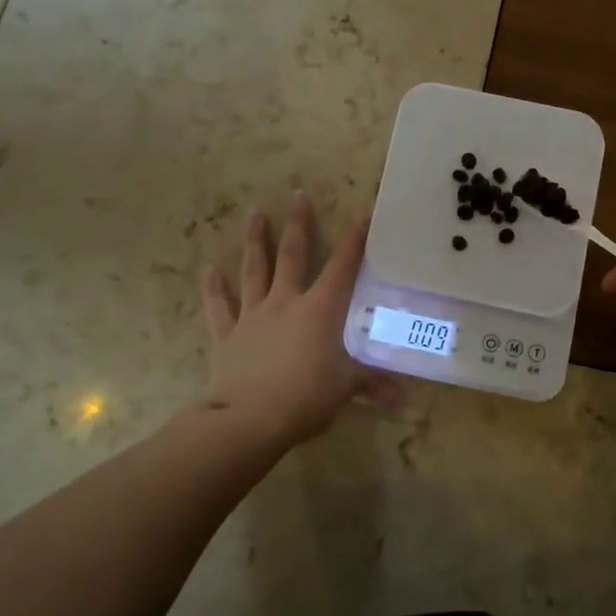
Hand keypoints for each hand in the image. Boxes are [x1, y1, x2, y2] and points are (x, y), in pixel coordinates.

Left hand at [200, 193, 391, 445]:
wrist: (248, 420)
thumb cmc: (305, 398)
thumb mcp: (346, 389)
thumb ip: (374, 384)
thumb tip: (407, 396)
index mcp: (319, 311)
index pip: (342, 269)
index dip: (354, 243)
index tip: (362, 217)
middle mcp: (286, 303)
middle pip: (293, 256)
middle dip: (298, 224)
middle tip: (297, 195)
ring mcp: (253, 316)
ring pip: (254, 270)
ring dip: (255, 241)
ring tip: (254, 213)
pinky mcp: (228, 335)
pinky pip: (220, 307)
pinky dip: (214, 288)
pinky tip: (208, 269)